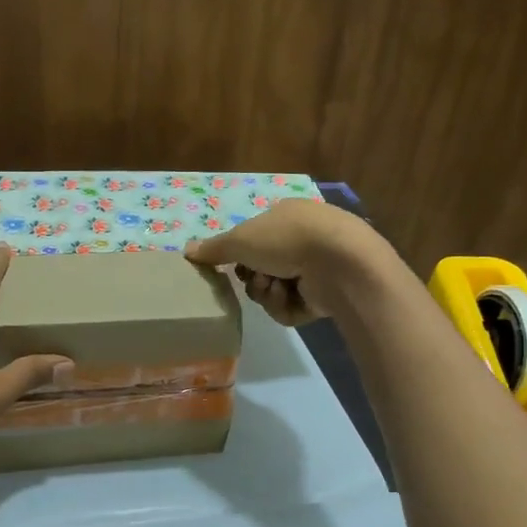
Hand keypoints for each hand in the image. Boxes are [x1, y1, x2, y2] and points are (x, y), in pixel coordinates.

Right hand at [184, 199, 384, 325]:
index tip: (233, 264)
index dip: (239, 255)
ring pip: (273, 292)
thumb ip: (213, 248)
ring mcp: (316, 269)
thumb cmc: (286, 239)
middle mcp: (302, 240)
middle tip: (257, 278)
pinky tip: (293, 299)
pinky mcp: (325, 296)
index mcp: (285, 217)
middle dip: (254, 278)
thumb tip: (186, 250)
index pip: (253, 240)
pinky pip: (291, 309)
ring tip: (278, 288)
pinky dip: (286, 307)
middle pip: (260, 269)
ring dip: (268, 294)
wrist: (339, 262)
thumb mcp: (240, 239)